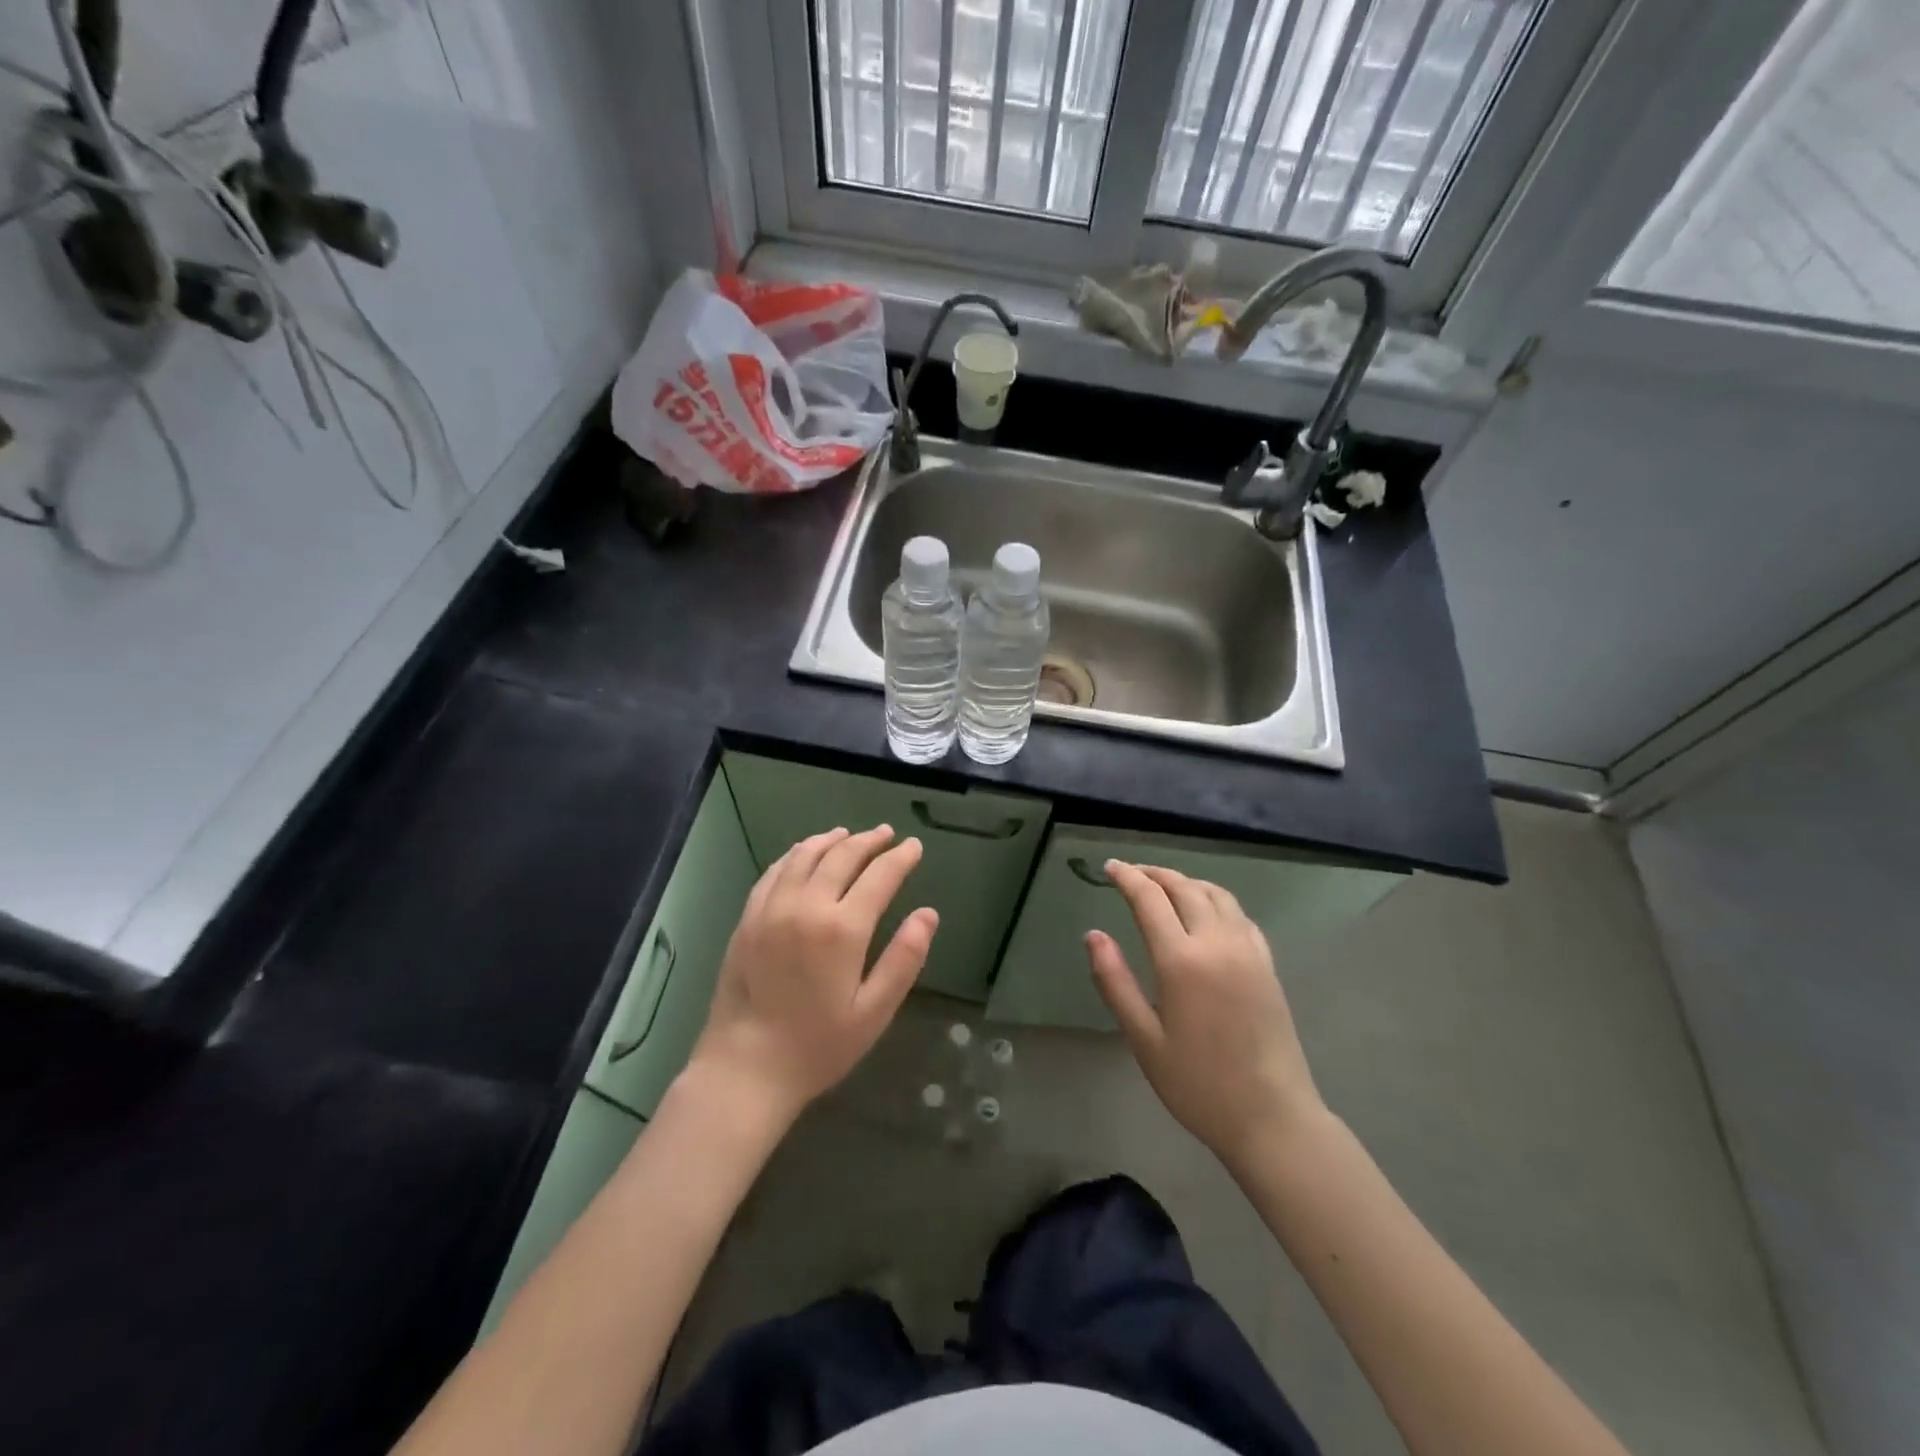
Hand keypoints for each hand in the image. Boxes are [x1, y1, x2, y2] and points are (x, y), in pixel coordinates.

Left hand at [689, 825, 936, 1127]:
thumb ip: (904, 959)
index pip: (880, 876)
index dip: (900, 858)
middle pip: (842, 856)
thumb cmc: (817, 1046)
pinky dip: (795, 854)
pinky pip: (774, 872)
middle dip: (869, 841)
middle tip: (887, 834)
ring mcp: (771, 909)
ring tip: (848, 834)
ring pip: (805, 856)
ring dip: (831, 840)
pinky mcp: (748, 919)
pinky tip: (803, 853)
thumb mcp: (873, 1012)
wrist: (744, 1069)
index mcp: (842, 929)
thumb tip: (928, 914)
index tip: (913, 846)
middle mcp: (806, 906)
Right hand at [1086, 861, 1322, 1167]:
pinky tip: (1206, 913)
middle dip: (1154, 874)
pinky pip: (1239, 914)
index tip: (1109, 868)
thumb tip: (1093, 934)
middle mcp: (1217, 943)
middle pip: (1184, 888)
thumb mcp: (1144, 1038)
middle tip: (1131, 873)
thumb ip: (1115, 981)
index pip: (1150, 899)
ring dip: (1186, 881)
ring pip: (1216, 894)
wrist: (1272, 1118)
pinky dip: (1215, 900)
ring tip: (1164, 886)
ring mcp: (1248, 951)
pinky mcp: (1268, 964)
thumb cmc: (1198, 1084)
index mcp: (1182, 961)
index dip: (1127, 878)